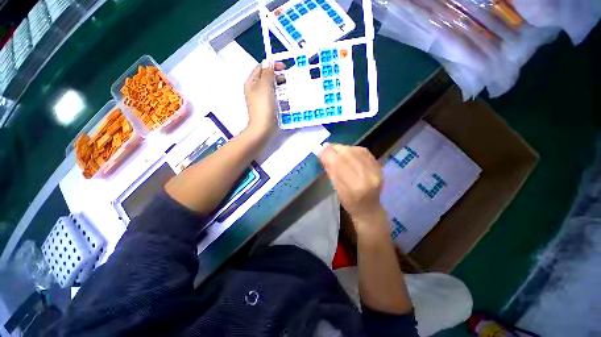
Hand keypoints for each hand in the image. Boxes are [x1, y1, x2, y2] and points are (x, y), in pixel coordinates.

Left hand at [244, 60, 284, 137]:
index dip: (271, 65)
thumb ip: (267, 73)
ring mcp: (261, 99)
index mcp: (251, 83)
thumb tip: (268, 63)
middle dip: (276, 76)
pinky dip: (279, 95)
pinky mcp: (267, 107)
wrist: (263, 127)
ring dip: (279, 86)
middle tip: (287, 78)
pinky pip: (273, 97)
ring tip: (288, 87)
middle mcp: (255, 90)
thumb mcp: (265, 86)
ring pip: (271, 88)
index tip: (283, 67)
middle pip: (266, 78)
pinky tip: (285, 97)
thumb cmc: (263, 107)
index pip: (261, 68)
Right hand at [319, 144, 388, 234]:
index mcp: (352, 185)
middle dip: (333, 150)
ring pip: (354, 149)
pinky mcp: (378, 165)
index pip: (336, 162)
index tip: (320, 153)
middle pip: (345, 152)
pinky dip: (353, 150)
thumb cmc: (349, 202)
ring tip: (338, 154)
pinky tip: (349, 154)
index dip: (326, 154)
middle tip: (328, 152)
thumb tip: (321, 152)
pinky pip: (363, 150)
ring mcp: (374, 169)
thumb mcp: (335, 188)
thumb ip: (329, 169)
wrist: (369, 207)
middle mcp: (365, 175)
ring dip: (343, 149)